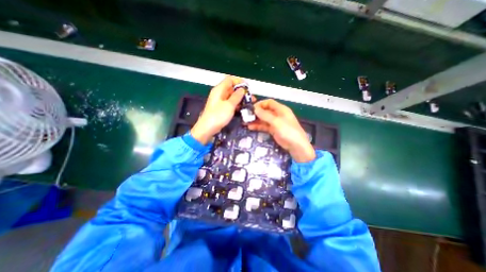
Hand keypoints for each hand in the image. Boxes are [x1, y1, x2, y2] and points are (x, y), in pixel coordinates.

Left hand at [191, 75, 246, 144]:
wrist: (208, 128)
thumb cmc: (218, 116)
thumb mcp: (229, 105)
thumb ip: (237, 96)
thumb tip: (242, 89)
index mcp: (219, 89)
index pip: (230, 79)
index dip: (239, 82)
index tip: (247, 88)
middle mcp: (219, 93)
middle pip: (232, 88)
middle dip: (242, 92)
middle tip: (251, 98)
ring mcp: (220, 101)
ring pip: (232, 96)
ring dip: (240, 99)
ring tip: (249, 104)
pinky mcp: (221, 108)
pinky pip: (230, 103)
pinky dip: (236, 104)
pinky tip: (243, 109)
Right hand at [248, 99, 314, 161]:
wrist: (296, 146)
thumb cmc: (288, 131)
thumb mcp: (276, 122)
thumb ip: (265, 115)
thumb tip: (255, 109)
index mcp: (281, 109)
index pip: (269, 103)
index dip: (260, 104)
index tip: (252, 108)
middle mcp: (277, 114)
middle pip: (265, 111)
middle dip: (256, 113)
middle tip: (246, 116)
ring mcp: (275, 122)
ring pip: (263, 119)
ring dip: (255, 120)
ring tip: (246, 122)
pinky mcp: (273, 130)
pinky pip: (264, 126)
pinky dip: (258, 126)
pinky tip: (250, 127)